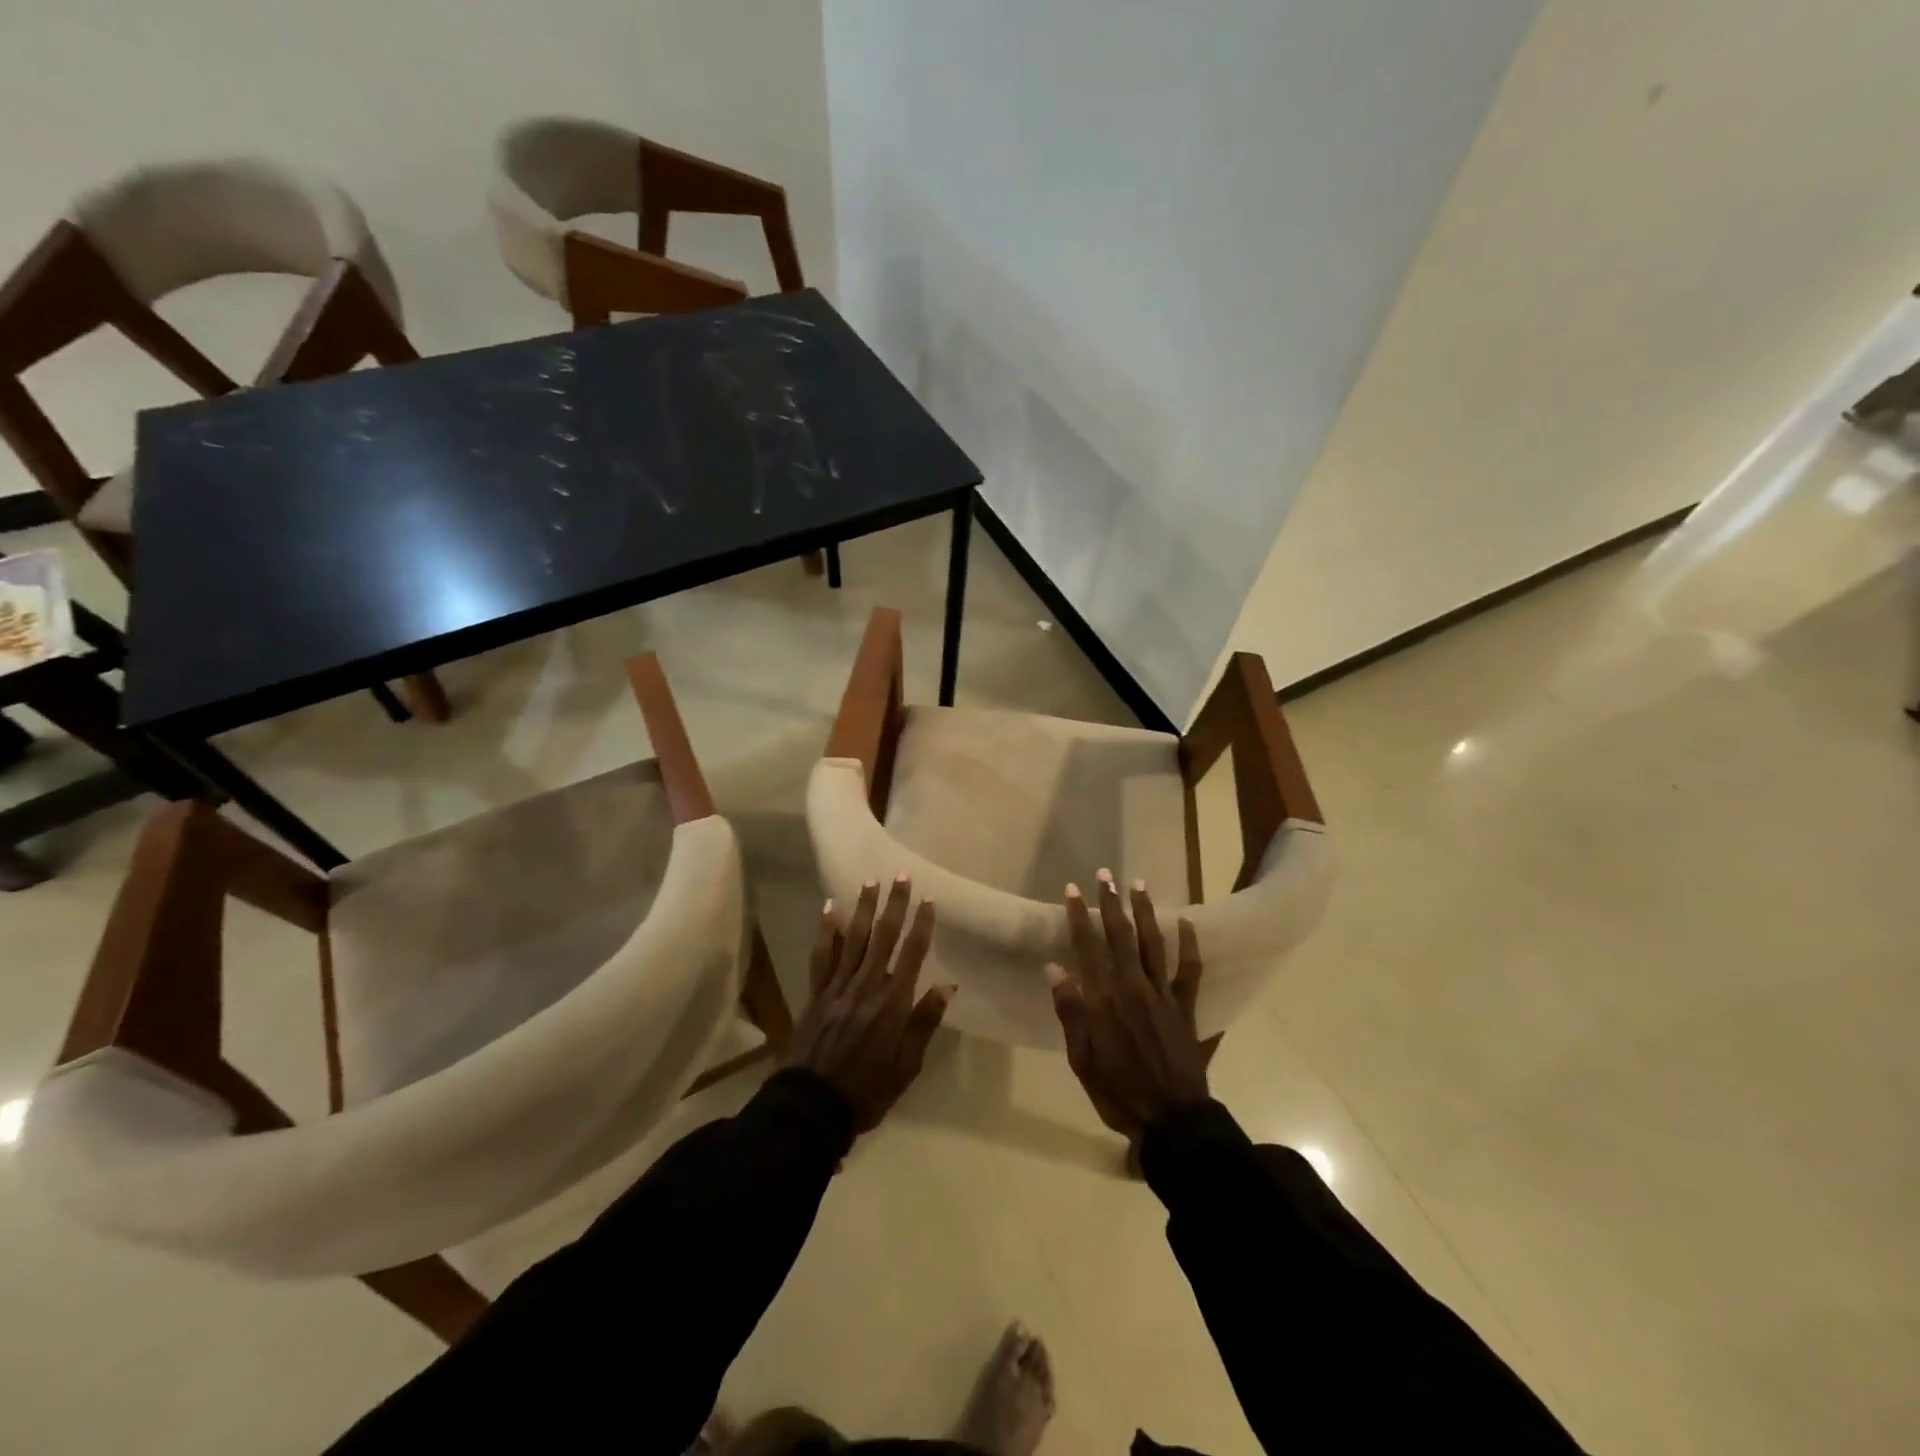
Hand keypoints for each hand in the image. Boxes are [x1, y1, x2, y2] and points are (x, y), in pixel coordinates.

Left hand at [788, 874, 953, 1132]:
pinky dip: (827, 931)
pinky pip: (822, 955)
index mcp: (892, 1003)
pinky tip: (830, 909)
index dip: (921, 925)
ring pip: (854, 938)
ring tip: (871, 881)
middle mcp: (866, 986)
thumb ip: (924, 1023)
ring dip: (864, 908)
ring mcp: (838, 987)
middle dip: (894, 904)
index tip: (928, 899)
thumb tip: (946, 987)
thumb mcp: (906, 1067)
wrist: (810, 1107)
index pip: (912, 954)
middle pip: (883, 937)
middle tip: (901, 875)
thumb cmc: (867, 1091)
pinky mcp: (816, 993)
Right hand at [1047, 871, 1208, 1140]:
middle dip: (1111, 903)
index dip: (1078, 916)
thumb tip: (1055, 968)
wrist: (1172, 1120)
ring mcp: (1162, 995)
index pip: (1087, 947)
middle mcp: (1133, 987)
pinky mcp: (1186, 1007)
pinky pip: (1190, 969)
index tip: (1072, 889)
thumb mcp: (1082, 1059)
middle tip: (1106, 875)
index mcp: (1104, 1000)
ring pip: (1153, 943)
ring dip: (1145, 912)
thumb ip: (1070, 1012)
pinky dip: (1190, 944)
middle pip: (1120, 936)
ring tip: (1139, 884)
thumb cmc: (1118, 1091)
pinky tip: (1187, 922)